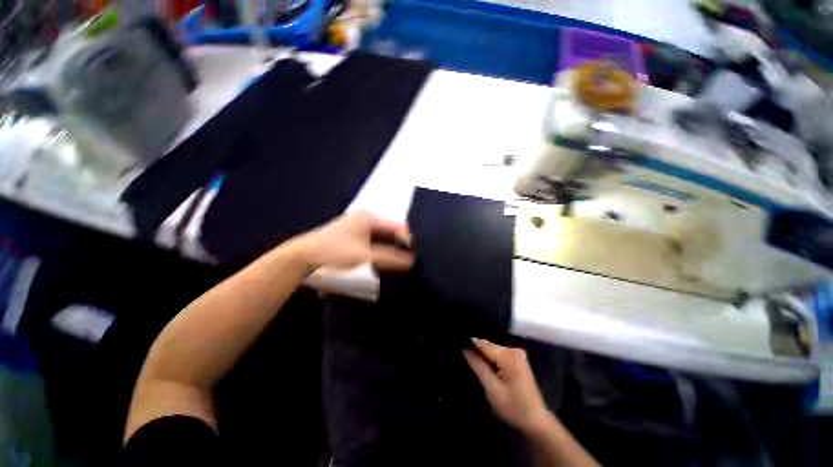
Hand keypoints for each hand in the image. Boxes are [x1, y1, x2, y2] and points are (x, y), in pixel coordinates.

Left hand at [290, 210, 413, 272]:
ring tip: (403, 262)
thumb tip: (412, 261)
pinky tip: (387, 260)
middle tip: (413, 259)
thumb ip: (389, 258)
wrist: (303, 256)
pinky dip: (381, 250)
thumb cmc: (334, 251)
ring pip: (382, 237)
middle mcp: (366, 219)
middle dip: (401, 245)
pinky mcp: (353, 236)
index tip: (418, 254)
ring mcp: (359, 227)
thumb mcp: (364, 255)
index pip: (398, 226)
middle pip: (390, 231)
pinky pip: (374, 241)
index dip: (409, 240)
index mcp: (369, 218)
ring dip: (391, 248)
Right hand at [463, 338, 552, 434]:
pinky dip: (489, 357)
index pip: (483, 343)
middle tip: (460, 350)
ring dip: (481, 352)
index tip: (456, 340)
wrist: (536, 421)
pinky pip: (498, 353)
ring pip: (492, 348)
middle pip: (488, 344)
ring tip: (467, 354)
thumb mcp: (492, 389)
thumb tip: (464, 348)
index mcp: (508, 355)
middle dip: (475, 347)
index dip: (469, 342)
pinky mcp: (516, 359)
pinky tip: (480, 360)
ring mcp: (516, 353)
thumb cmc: (514, 408)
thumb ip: (478, 366)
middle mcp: (513, 349)